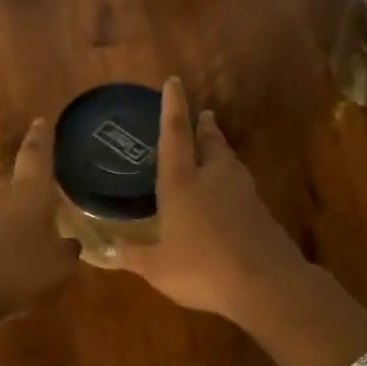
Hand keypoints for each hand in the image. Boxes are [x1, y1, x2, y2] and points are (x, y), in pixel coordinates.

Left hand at [0, 118, 80, 320]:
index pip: (36, 155)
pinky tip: (11, 256)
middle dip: (29, 181)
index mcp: (30, 193)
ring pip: (2, 206)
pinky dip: (2, 237)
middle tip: (45, 185)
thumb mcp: (58, 267)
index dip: (41, 138)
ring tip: (33, 229)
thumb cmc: (17, 269)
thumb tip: (70, 243)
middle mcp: (2, 197)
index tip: (40, 120)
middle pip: (16, 179)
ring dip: (16, 214)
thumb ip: (67, 252)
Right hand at [114, 78, 312, 324]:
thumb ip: (131, 256)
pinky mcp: (260, 211)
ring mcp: (242, 193)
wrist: (266, 283)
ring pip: (229, 161)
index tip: (174, 82)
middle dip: (204, 126)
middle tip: (203, 115)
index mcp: (181, 183)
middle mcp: (212, 178)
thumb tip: (100, 252)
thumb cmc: (202, 269)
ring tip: (215, 146)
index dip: (172, 107)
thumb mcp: (157, 267)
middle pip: (210, 142)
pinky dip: (232, 179)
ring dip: (221, 149)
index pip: (175, 135)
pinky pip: (241, 185)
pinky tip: (229, 193)